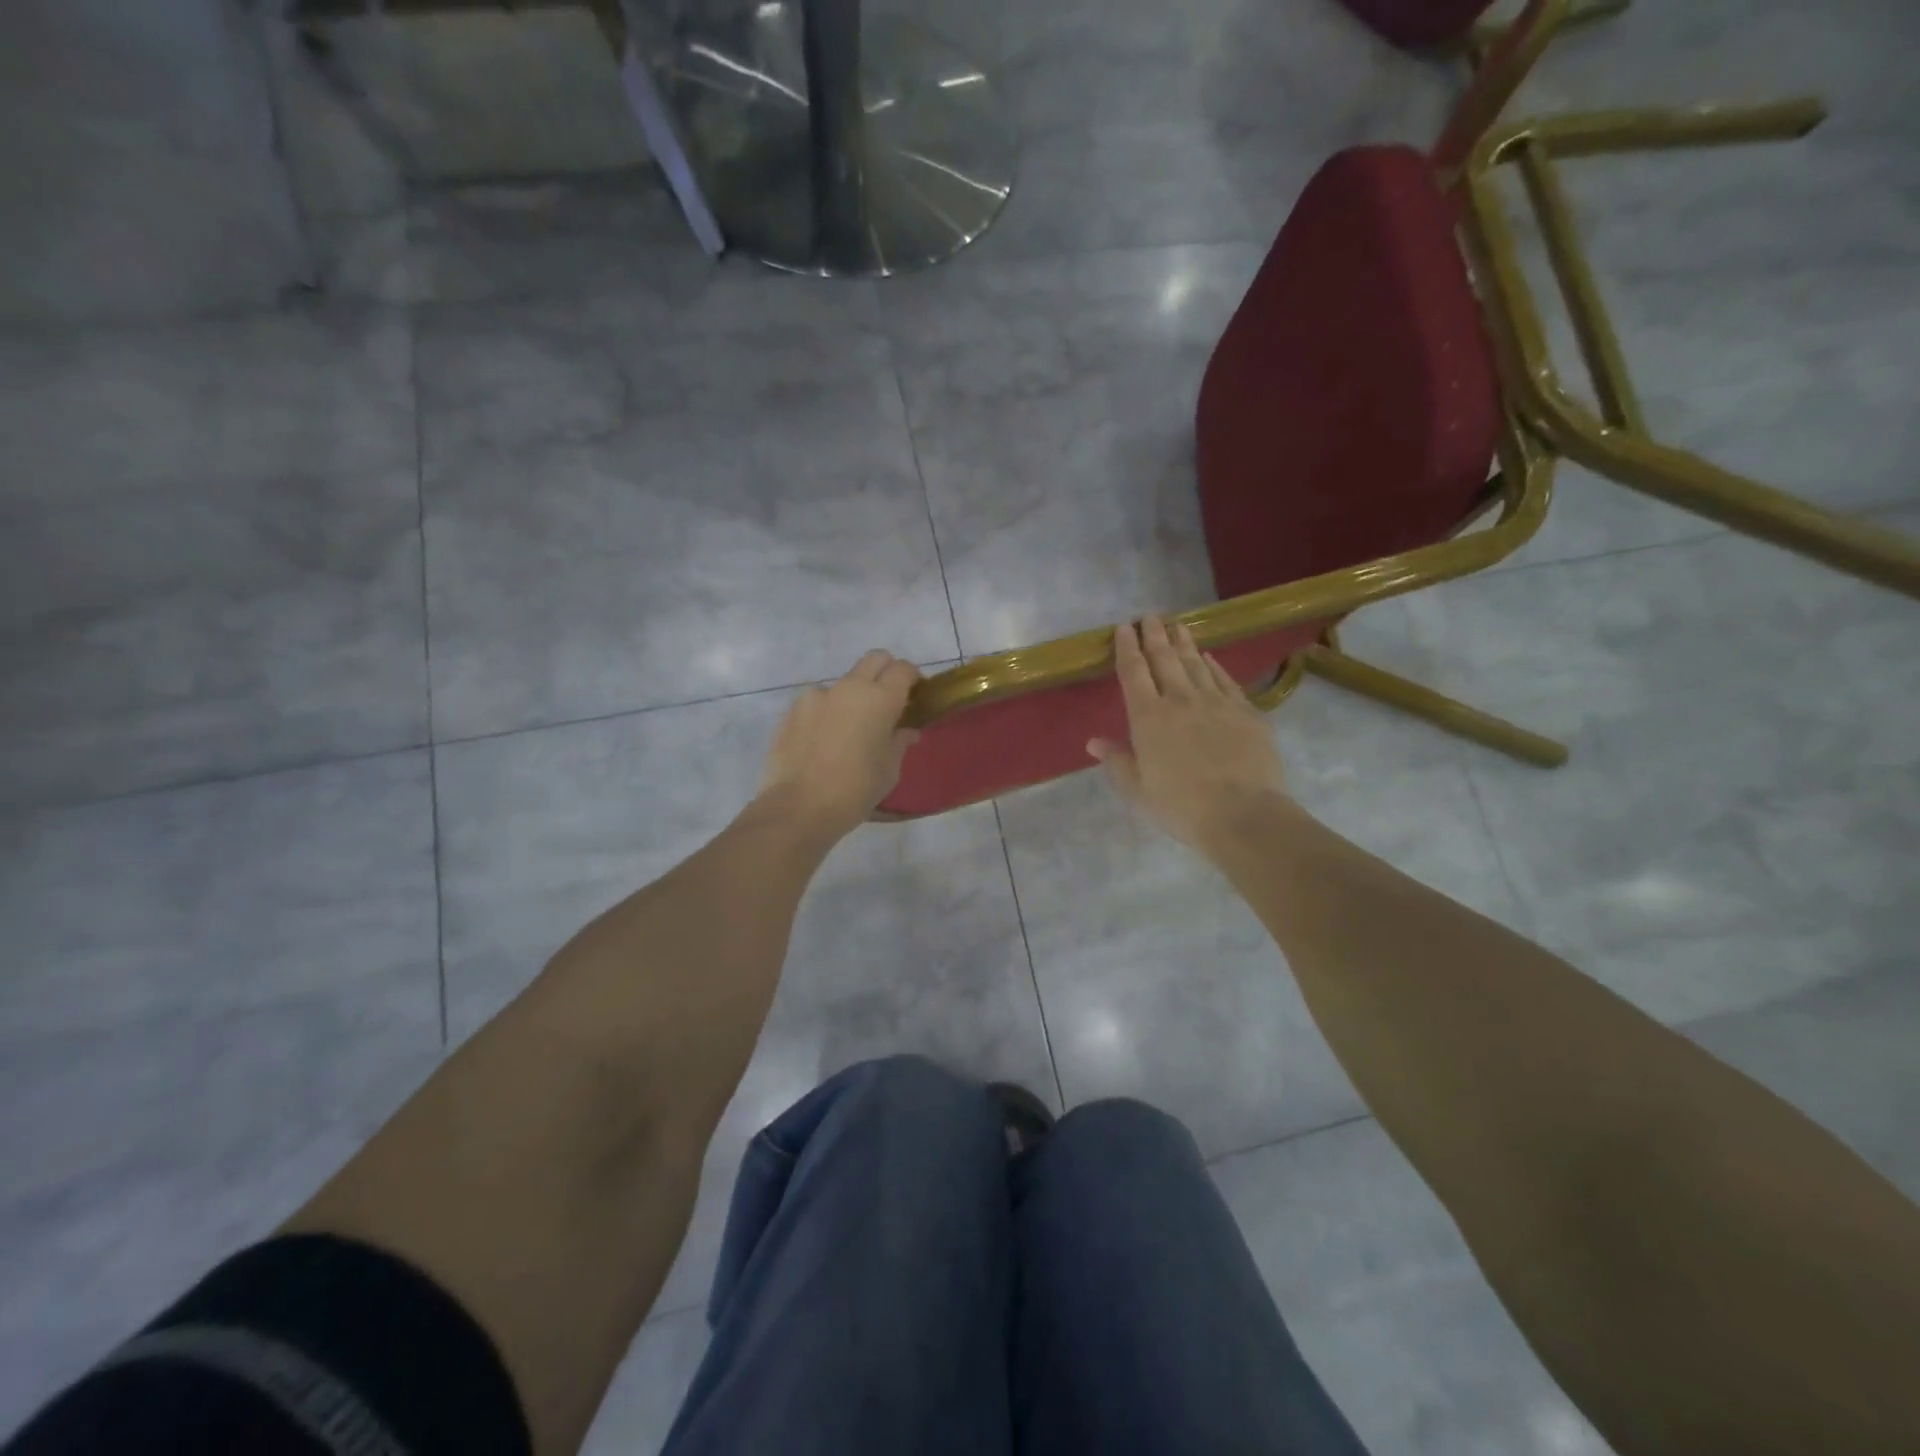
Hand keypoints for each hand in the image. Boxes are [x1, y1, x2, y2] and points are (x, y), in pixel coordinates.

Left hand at [755, 650, 920, 840]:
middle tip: (888, 701)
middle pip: (875, 659)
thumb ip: (899, 742)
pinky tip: (823, 742)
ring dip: (853, 697)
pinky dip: (827, 713)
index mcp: (880, 699)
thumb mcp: (889, 770)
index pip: (903, 669)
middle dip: (886, 672)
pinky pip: (818, 702)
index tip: (916, 696)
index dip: (913, 678)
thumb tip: (906, 731)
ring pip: (843, 683)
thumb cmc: (855, 790)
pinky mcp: (792, 710)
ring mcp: (817, 695)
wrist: (799, 807)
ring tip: (849, 730)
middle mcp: (849, 687)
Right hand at [1088, 616, 1289, 848]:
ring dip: (1184, 643)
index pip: (1134, 672)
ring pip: (1196, 664)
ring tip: (1178, 625)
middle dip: (1155, 635)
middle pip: (1165, 658)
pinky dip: (1215, 665)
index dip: (1127, 647)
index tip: (1124, 628)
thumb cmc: (1181, 807)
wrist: (1243, 814)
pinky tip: (1210, 657)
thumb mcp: (1137, 790)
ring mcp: (1217, 702)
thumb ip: (1117, 761)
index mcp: (1148, 717)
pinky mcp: (1247, 712)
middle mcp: (1181, 700)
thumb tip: (1094, 742)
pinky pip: (1226, 680)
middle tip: (1150, 617)